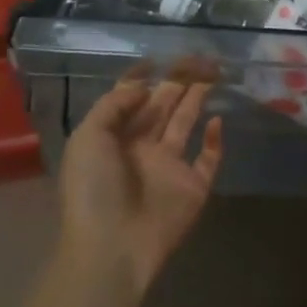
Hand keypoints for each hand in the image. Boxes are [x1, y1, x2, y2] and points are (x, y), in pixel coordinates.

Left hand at [58, 63, 223, 302]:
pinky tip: (218, 121)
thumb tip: (145, 87)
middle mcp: (143, 148)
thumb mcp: (88, 138)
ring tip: (212, 73)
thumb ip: (114, 105)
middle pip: (163, 106)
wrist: (112, 249)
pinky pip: (208, 160)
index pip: (132, 100)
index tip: (161, 57)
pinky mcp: (193, 188)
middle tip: (198, 57)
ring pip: (186, 124)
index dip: (145, 79)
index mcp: (115, 138)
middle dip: (178, 81)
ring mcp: (169, 168)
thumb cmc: (94, 190)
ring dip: (197, 99)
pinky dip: (216, 141)